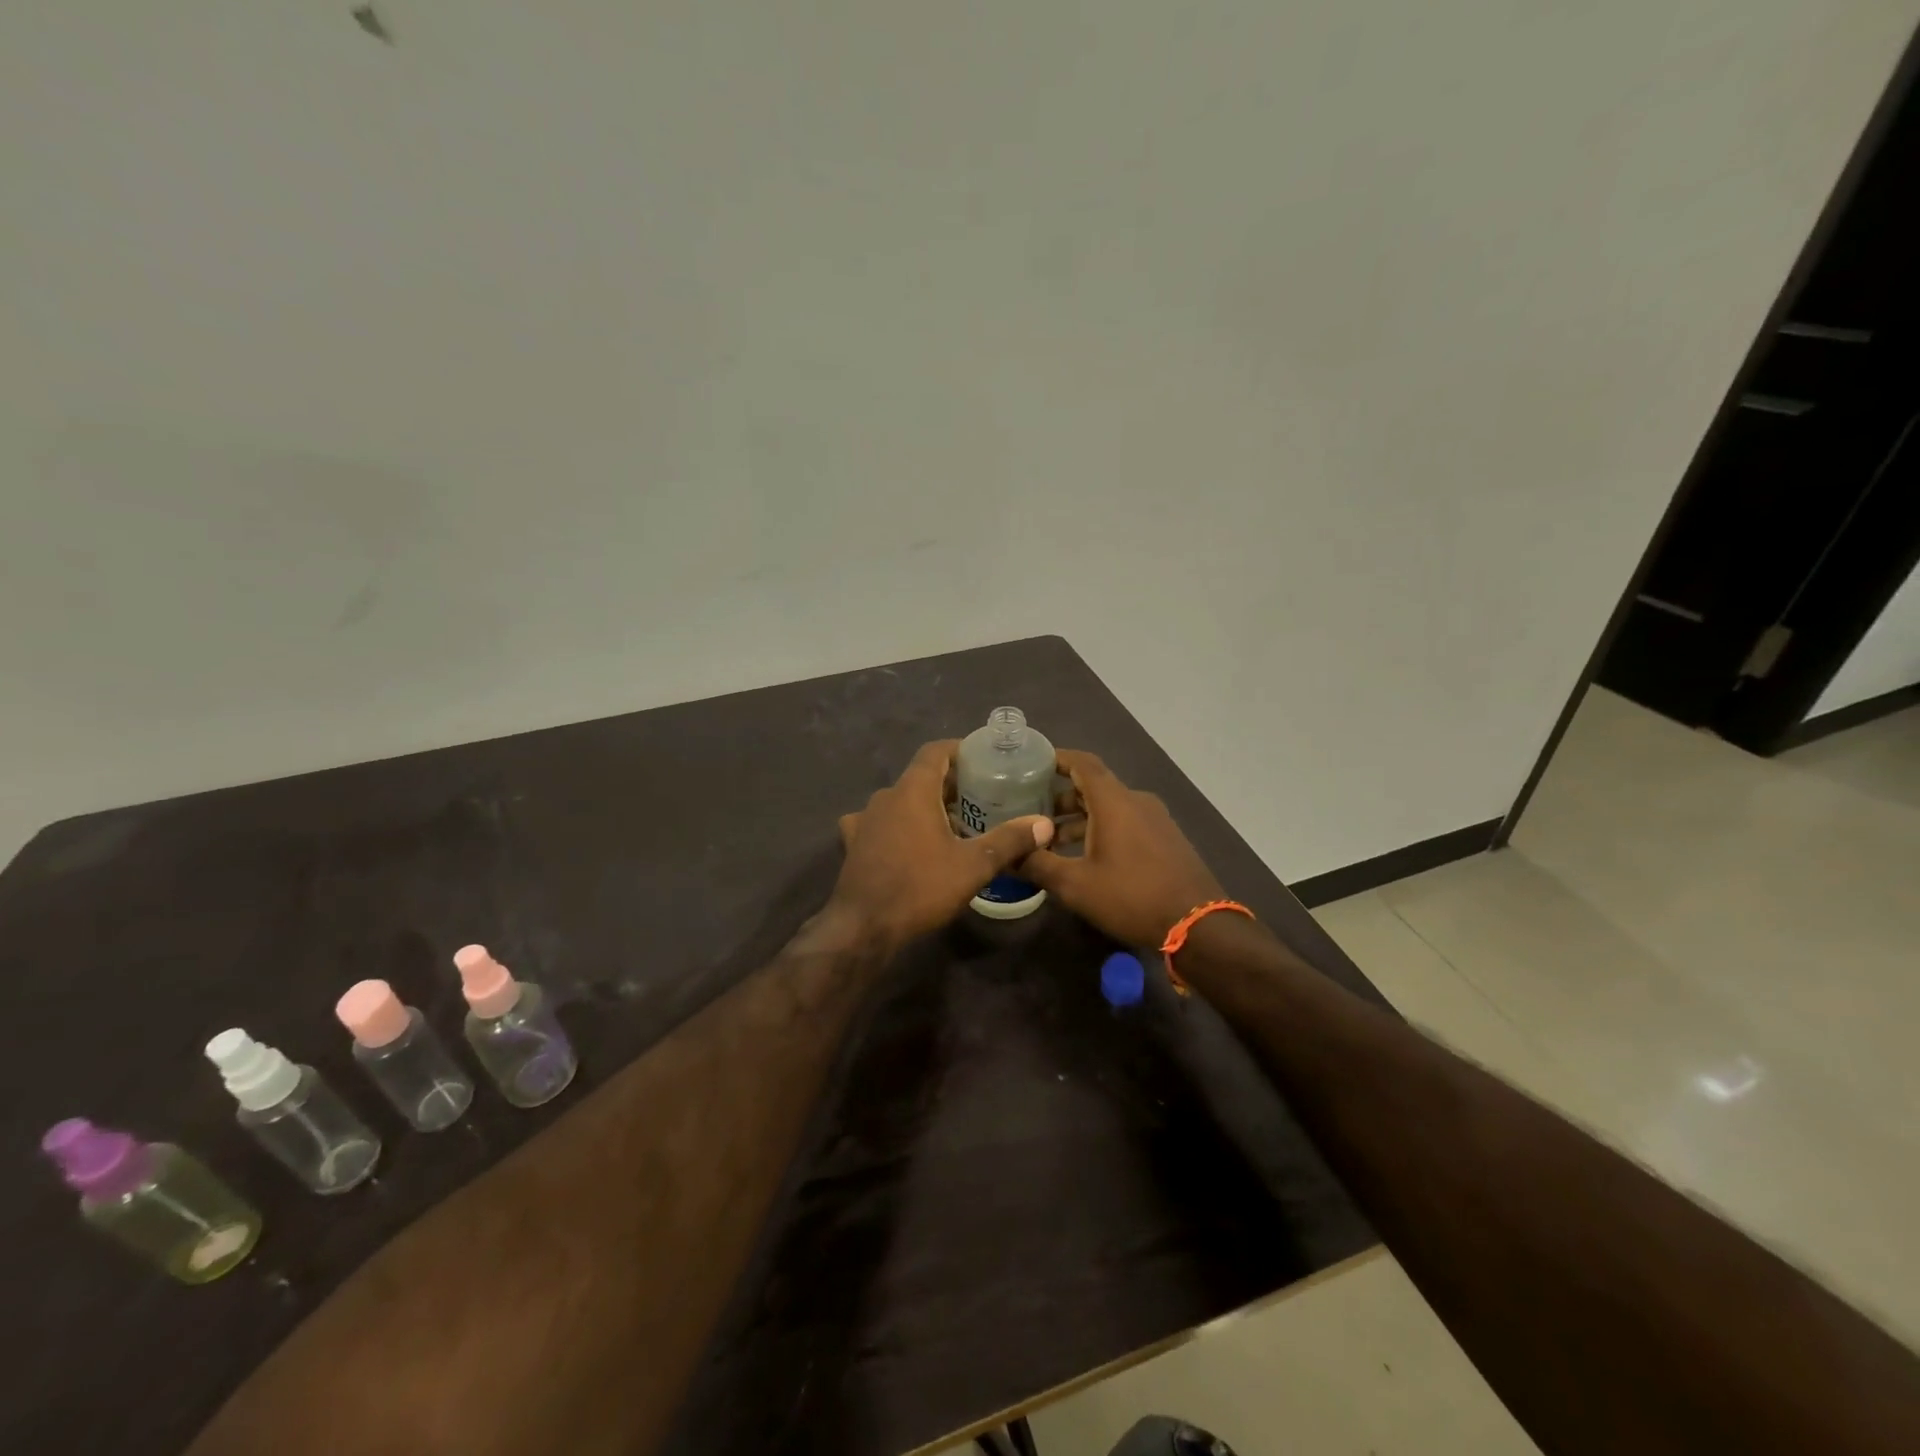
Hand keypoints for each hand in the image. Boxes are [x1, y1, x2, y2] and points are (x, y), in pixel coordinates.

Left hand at [830, 740, 1054, 948]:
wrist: (863, 927)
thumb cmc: (920, 888)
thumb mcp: (973, 866)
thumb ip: (1010, 840)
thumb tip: (1045, 824)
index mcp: (912, 791)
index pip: (935, 751)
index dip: (960, 750)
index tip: (983, 759)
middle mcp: (885, 797)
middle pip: (920, 777)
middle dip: (950, 784)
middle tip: (981, 797)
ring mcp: (865, 821)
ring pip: (901, 802)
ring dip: (926, 807)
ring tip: (954, 825)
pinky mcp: (854, 844)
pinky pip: (881, 824)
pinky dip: (900, 827)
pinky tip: (912, 845)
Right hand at [1023, 750, 1225, 947]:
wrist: (1198, 924)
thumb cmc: (1131, 896)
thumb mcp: (1075, 885)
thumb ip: (1037, 865)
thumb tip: (1005, 856)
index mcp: (1114, 801)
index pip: (1083, 762)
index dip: (1057, 758)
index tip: (1032, 763)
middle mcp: (1136, 801)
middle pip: (1094, 786)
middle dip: (1061, 797)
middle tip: (1031, 812)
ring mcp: (1156, 820)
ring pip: (1110, 807)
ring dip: (1080, 819)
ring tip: (1052, 842)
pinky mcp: (1166, 839)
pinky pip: (1127, 822)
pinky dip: (1102, 829)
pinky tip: (1086, 857)